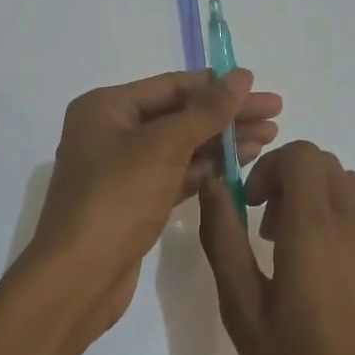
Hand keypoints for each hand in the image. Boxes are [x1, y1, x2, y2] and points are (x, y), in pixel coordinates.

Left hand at [25, 69, 280, 333]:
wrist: (78, 278)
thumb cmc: (116, 199)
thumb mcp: (164, 146)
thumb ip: (206, 110)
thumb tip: (241, 75)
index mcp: (106, 107)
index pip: (172, 86)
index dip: (219, 86)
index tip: (260, 88)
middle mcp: (111, 131)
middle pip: (179, 114)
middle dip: (227, 115)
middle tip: (276, 114)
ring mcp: (122, 168)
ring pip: (181, 145)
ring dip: (222, 141)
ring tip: (269, 138)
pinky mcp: (135, 201)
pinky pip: (176, 173)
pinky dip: (207, 168)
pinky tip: (241, 164)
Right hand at [198, 142, 354, 354]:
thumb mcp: (243, 310)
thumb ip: (224, 239)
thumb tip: (214, 186)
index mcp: (313, 229)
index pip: (301, 155)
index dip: (271, 169)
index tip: (253, 206)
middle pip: (325, 166)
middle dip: (291, 183)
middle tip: (271, 233)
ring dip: (324, 198)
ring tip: (307, 248)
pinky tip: (351, 253)